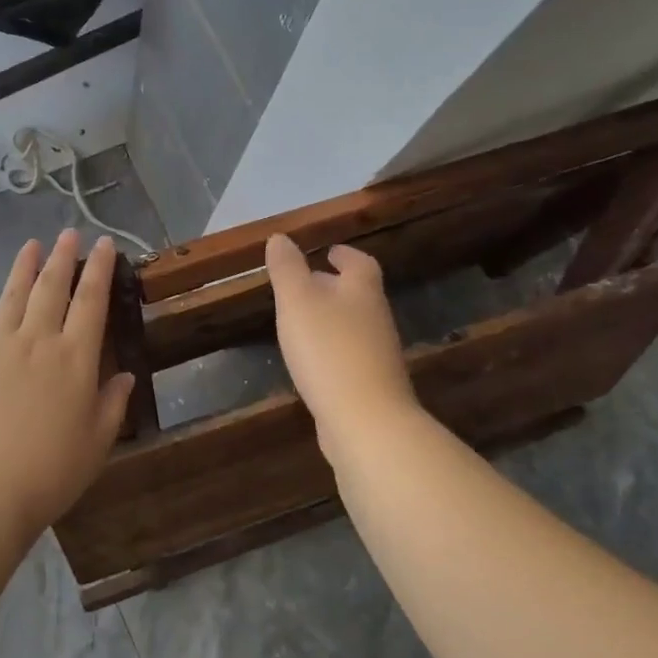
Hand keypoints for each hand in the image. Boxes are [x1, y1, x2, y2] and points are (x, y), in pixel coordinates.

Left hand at [0, 229, 134, 532]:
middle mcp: (37, 341)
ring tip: (32, 245)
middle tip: (68, 233)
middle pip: (51, 288)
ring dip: (24, 267)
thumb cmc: (50, 472)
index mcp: (75, 358)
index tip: (104, 244)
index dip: (99, 269)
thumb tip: (125, 375)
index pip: (91, 301)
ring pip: (12, 296)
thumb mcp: (97, 443)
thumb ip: (112, 403)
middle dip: (63, 257)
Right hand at [266, 234, 416, 437]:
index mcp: (362, 291)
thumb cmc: (328, 349)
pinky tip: (311, 362)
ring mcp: (377, 354)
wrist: (365, 420)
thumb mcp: (297, 301)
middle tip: (305, 284)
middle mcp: (376, 318)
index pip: (359, 263)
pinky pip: (349, 357)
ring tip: (301, 322)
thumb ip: (287, 269)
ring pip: (353, 326)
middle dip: (334, 286)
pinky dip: (331, 351)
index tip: (327, 251)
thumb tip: (280, 237)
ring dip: (331, 319)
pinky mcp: (370, 385)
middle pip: (357, 294)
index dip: (344, 254)